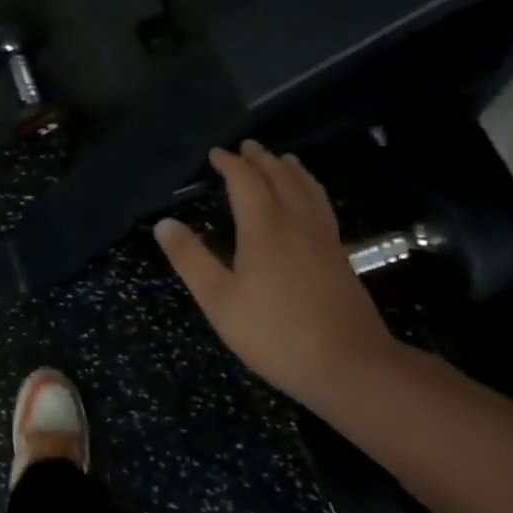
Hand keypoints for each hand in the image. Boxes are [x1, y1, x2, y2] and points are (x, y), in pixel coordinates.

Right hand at [152, 141, 391, 404]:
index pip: (246, 181)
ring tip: (282, 159)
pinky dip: (311, 189)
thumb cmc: (274, 333)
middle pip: (280, 177)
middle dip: (261, 159)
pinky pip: (323, 206)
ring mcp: (324, 238)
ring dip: (290, 169)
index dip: (230, 164)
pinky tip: (310, 201)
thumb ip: (190, 258)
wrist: (349, 365)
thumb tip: (164, 223)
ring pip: (307, 189)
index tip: (216, 154)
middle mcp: (296, 222)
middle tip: (247, 147)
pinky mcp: (340, 256)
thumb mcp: (218, 300)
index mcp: (264, 227)